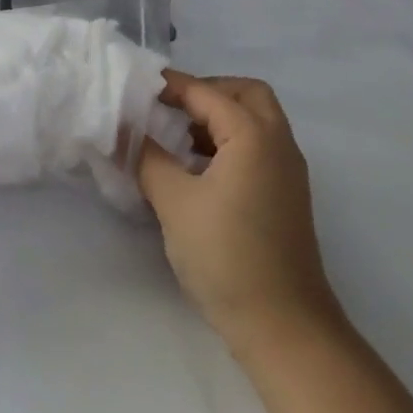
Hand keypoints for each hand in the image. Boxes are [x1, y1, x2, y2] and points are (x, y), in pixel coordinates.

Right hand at [138, 72, 345, 358]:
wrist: (284, 326)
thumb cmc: (226, 256)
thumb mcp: (174, 202)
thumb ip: (148, 158)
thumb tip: (125, 132)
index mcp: (254, 135)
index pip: (207, 93)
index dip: (171, 85)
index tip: (136, 86)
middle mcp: (278, 143)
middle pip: (246, 94)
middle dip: (207, 92)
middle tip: (169, 107)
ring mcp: (287, 171)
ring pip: (256, 121)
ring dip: (219, 117)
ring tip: (176, 137)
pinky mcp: (286, 196)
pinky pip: (258, 148)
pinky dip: (229, 142)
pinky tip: (197, 169)